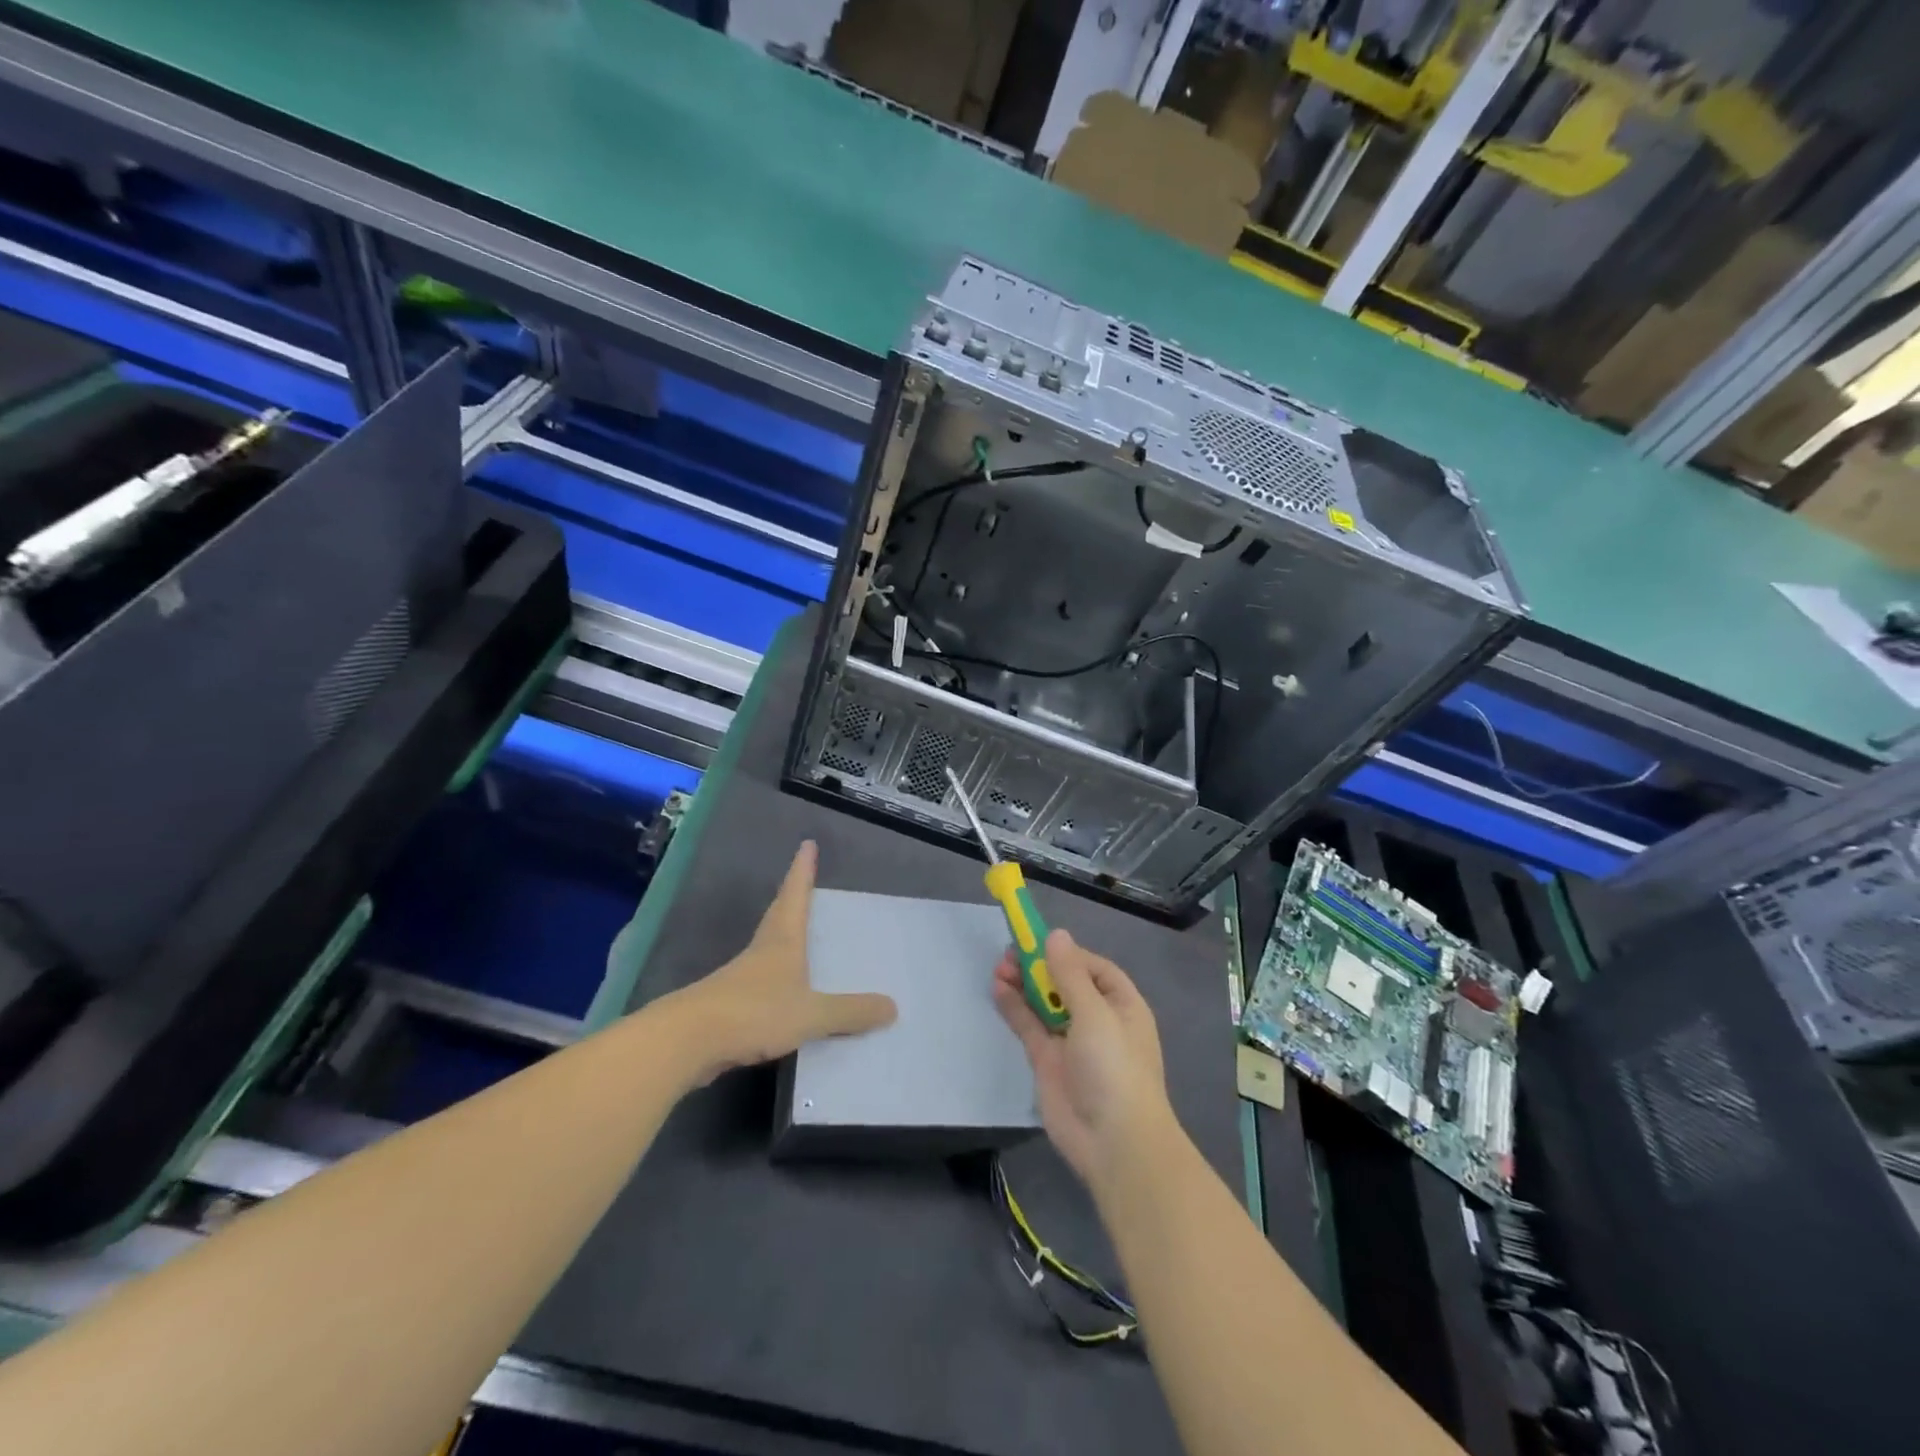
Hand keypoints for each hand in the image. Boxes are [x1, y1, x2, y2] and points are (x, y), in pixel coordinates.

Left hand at [670, 842, 895, 1083]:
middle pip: (779, 915)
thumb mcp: (810, 1013)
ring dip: (784, 936)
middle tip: (804, 880)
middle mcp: (761, 951)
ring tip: (802, 937)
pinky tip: (785, 994)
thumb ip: (850, 1012)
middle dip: (793, 896)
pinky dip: (777, 979)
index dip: (802, 870)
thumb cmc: (753, 1012)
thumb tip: (893, 1007)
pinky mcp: (729, 1005)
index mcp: (782, 941)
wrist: (687, 1041)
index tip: (806, 844)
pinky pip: (762, 983)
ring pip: (768, 948)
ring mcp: (741, 978)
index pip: (795, 895)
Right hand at [992, 929, 1172, 1186]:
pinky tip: (997, 988)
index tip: (1038, 941)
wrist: (1113, 1142)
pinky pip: (1029, 1026)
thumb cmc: (1114, 1067)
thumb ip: (1069, 974)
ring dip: (1024, 984)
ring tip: (999, 967)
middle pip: (1065, 983)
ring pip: (1044, 1003)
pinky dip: (1014, 1007)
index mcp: (1121, 1004)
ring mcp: (1071, 1041)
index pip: (1093, 968)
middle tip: (1010, 953)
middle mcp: (1097, 1019)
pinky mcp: (1048, 1062)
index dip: (1066, 953)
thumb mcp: (1094, 1013)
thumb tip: (1056, 935)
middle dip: (1040, 966)